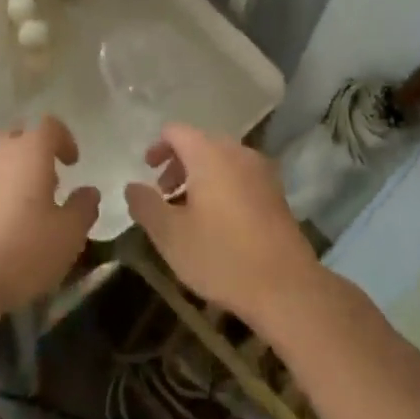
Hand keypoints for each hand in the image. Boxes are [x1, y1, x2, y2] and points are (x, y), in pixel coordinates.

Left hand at [0, 117, 98, 325]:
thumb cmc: (19, 252)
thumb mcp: (67, 237)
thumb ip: (83, 208)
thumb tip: (89, 191)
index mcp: (30, 150)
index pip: (50, 126)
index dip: (64, 140)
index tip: (72, 162)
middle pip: (19, 137)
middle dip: (35, 153)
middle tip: (48, 182)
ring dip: (12, 172)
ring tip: (23, 207)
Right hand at [124, 124, 321, 329]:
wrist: (286, 287)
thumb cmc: (222, 256)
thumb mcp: (170, 235)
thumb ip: (146, 205)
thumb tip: (132, 186)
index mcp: (209, 153)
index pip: (176, 131)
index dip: (157, 147)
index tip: (147, 171)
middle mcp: (237, 151)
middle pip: (200, 143)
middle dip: (178, 164)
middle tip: (164, 195)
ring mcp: (261, 171)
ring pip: (222, 160)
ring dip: (200, 177)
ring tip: (189, 212)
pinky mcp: (276, 192)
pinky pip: (240, 176)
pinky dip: (223, 186)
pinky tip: (218, 223)